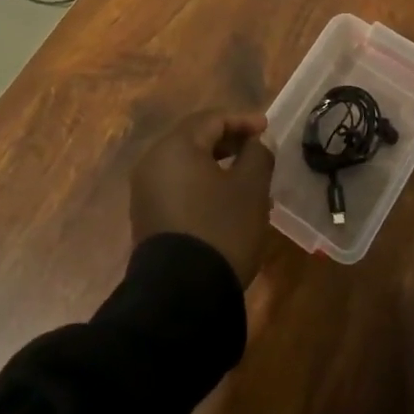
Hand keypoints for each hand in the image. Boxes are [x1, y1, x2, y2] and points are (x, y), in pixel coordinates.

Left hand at [130, 110, 274, 286]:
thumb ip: (258, 155)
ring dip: (218, 165)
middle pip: (195, 138)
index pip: (212, 119)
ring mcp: (146, 191)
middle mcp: (153, 162)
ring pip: (187, 164)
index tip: (268, 129)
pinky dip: (203, 184)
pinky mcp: (147, 216)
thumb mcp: (251, 188)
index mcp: (175, 147)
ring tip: (248, 178)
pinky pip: (178, 186)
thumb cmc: (221, 228)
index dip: (243, 120)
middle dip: (229, 141)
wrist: (181, 294)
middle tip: (258, 150)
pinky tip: (226, 202)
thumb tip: (259, 141)